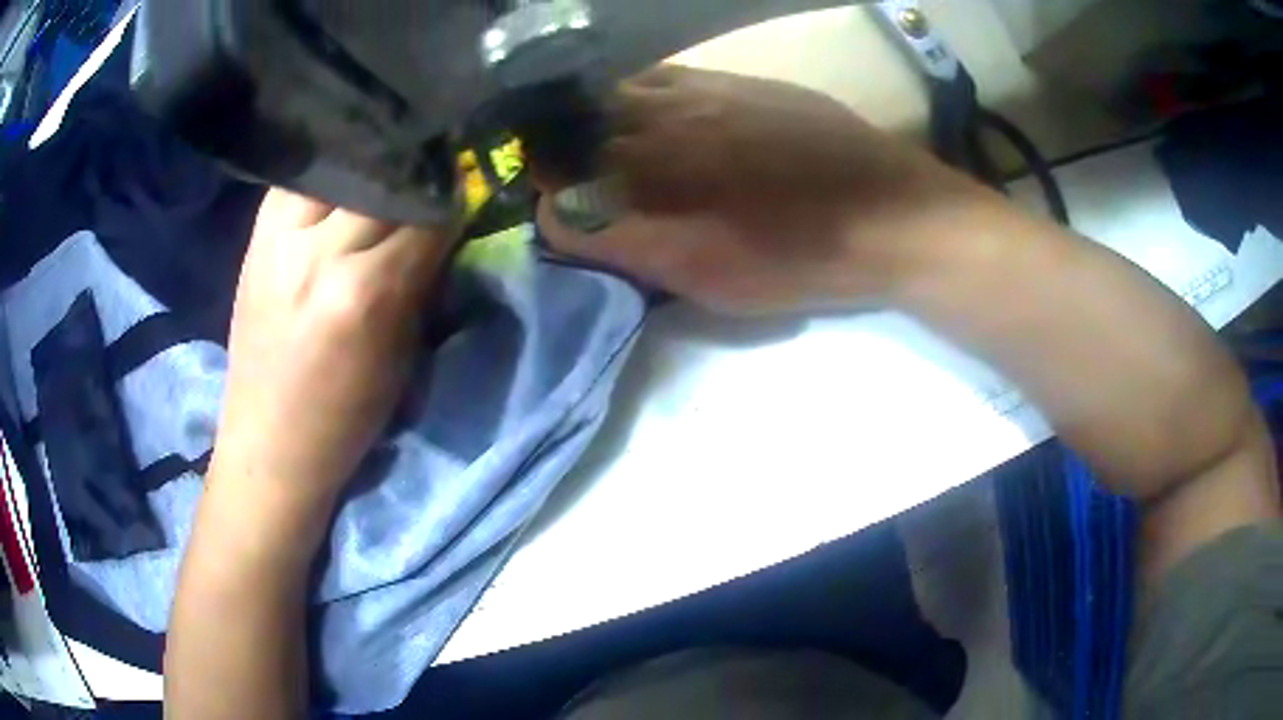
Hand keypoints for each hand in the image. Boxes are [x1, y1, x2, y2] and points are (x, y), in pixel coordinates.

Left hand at [210, 190, 456, 526]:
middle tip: (430, 177)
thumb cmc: (345, 416)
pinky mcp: (256, 233)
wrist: (268, 442)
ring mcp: (280, 237)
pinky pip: (304, 178)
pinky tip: (344, 181)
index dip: (451, 200)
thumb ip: (420, 279)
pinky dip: (332, 173)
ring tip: (388, 172)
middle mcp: (319, 253)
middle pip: (385, 178)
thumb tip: (443, 219)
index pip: (426, 213)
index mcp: (364, 293)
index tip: (462, 195)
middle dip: (415, 177)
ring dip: (373, 168)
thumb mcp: (401, 354)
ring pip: (343, 165)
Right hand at [537, 65, 991, 314]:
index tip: (574, 228)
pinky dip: (641, 98)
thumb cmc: (802, 264)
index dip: (557, 219)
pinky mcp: (725, 78)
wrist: (886, 214)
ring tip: (618, 146)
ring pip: (604, 102)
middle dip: (563, 165)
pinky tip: (661, 114)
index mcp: (648, 205)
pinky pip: (655, 78)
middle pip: (566, 143)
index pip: (555, 206)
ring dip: (597, 125)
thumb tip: (590, 232)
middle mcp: (650, 140)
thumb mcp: (712, 285)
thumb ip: (638, 254)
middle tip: (588, 184)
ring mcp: (687, 98)